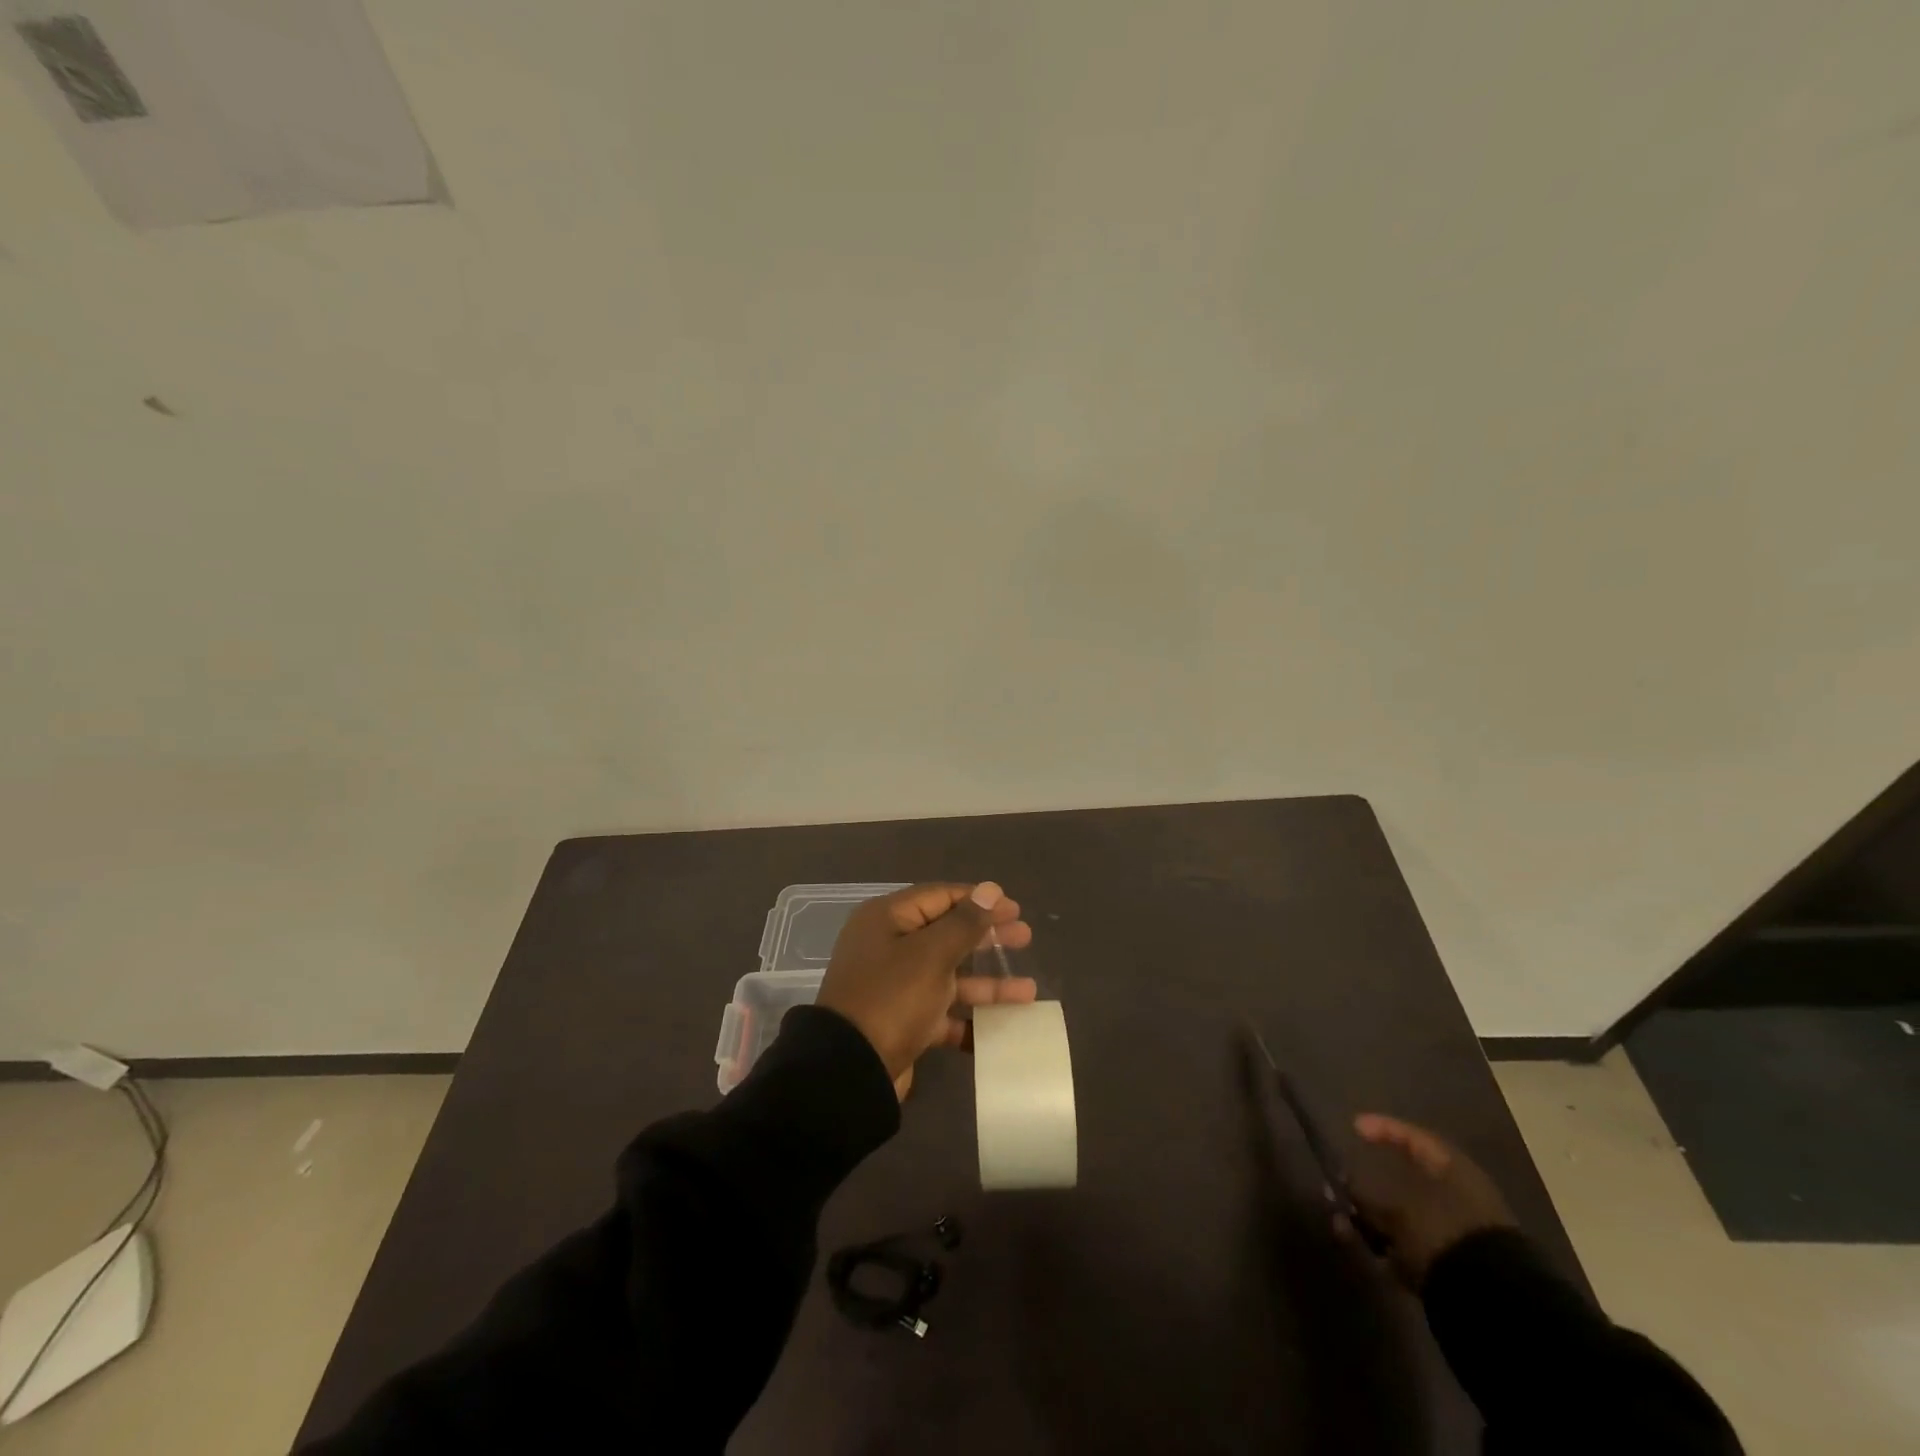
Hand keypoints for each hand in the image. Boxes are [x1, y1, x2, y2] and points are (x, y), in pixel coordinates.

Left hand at [817, 882, 1036, 1098]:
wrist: (850, 1070)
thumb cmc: (892, 997)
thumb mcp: (932, 954)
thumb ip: (965, 922)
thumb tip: (991, 889)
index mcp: (888, 919)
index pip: (940, 897)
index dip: (979, 901)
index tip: (1014, 909)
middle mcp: (889, 947)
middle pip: (947, 934)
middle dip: (987, 938)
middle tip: (1025, 938)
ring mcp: (895, 986)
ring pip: (949, 976)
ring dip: (987, 983)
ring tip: (1028, 991)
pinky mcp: (901, 1022)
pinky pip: (941, 1012)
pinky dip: (967, 1017)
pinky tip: (999, 1028)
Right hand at [1341, 1114, 1517, 1289]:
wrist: (1495, 1304)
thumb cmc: (1444, 1232)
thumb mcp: (1398, 1207)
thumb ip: (1367, 1195)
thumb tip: (1344, 1186)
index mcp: (1455, 1171)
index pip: (1415, 1137)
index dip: (1383, 1128)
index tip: (1354, 1127)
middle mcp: (1459, 1197)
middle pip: (1407, 1180)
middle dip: (1370, 1183)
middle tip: (1342, 1183)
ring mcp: (1458, 1235)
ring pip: (1405, 1217)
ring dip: (1373, 1218)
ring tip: (1342, 1223)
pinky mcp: (1454, 1269)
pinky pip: (1411, 1248)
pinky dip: (1387, 1247)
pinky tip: (1363, 1251)